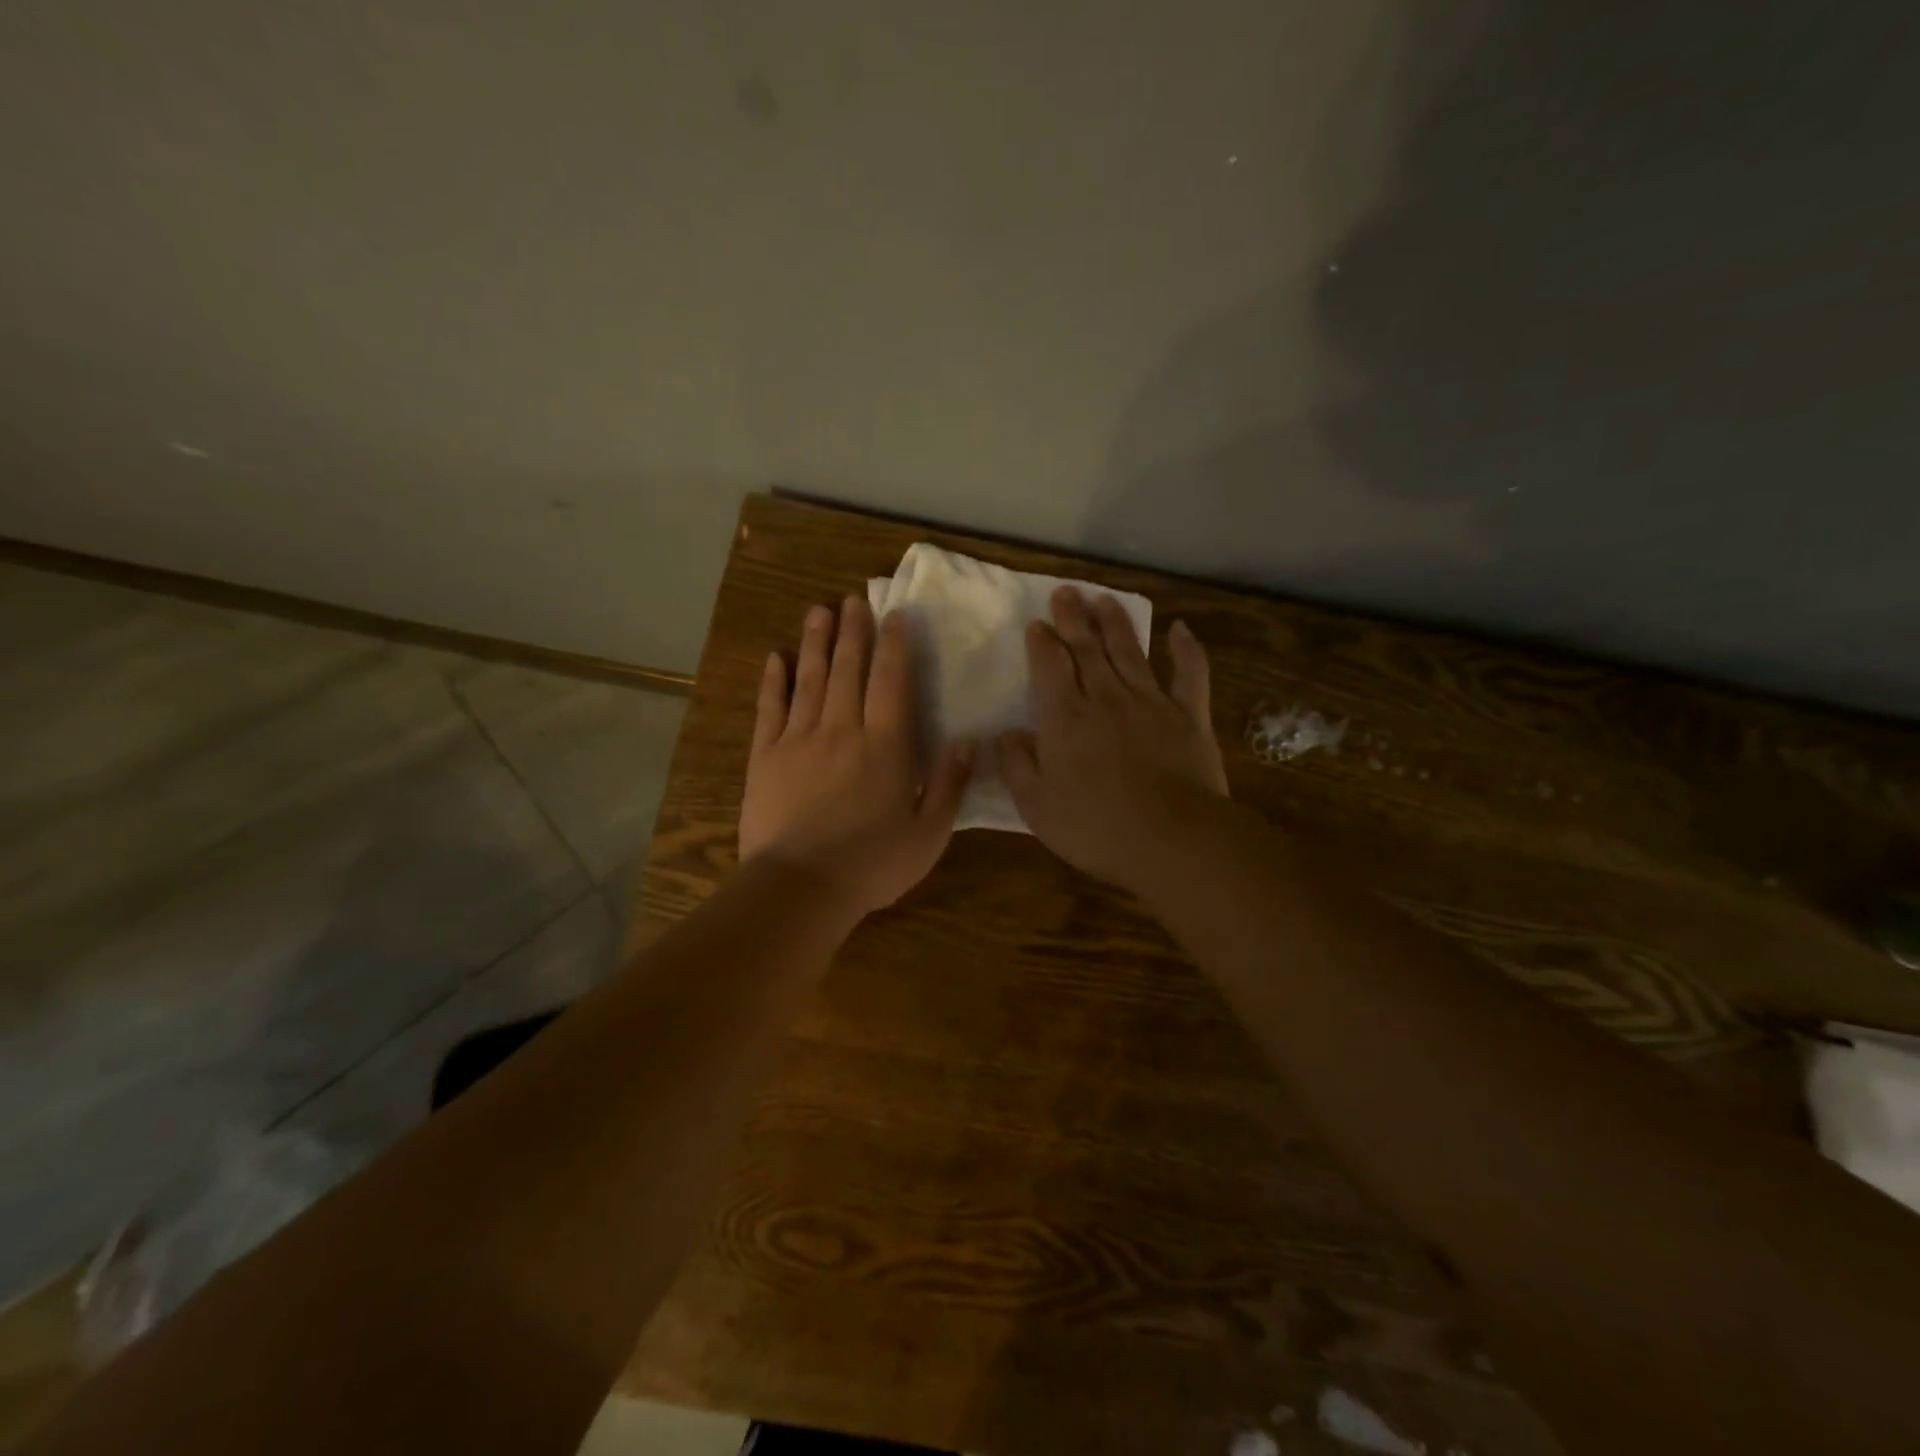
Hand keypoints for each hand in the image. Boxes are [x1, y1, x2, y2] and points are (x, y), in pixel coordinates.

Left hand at [740, 597, 974, 916]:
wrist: (800, 886)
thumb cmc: (872, 864)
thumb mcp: (929, 833)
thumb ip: (949, 784)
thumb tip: (968, 741)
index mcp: (885, 746)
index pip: (891, 682)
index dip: (894, 645)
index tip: (894, 614)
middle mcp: (842, 730)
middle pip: (848, 670)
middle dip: (852, 631)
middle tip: (852, 599)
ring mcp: (799, 740)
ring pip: (809, 680)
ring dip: (815, 643)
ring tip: (818, 611)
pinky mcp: (765, 757)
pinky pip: (769, 709)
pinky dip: (773, 681)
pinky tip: (776, 658)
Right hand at [998, 588, 1228, 893]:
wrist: (1172, 841)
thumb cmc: (1096, 828)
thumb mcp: (1036, 806)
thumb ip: (1017, 765)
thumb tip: (1007, 734)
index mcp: (1065, 718)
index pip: (1050, 666)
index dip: (1042, 642)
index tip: (1037, 624)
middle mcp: (1106, 698)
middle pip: (1087, 649)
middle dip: (1073, 618)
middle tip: (1065, 593)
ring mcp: (1151, 703)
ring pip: (1130, 652)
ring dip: (1115, 623)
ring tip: (1103, 599)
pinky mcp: (1189, 716)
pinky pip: (1190, 674)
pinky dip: (1186, 649)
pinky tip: (1181, 629)